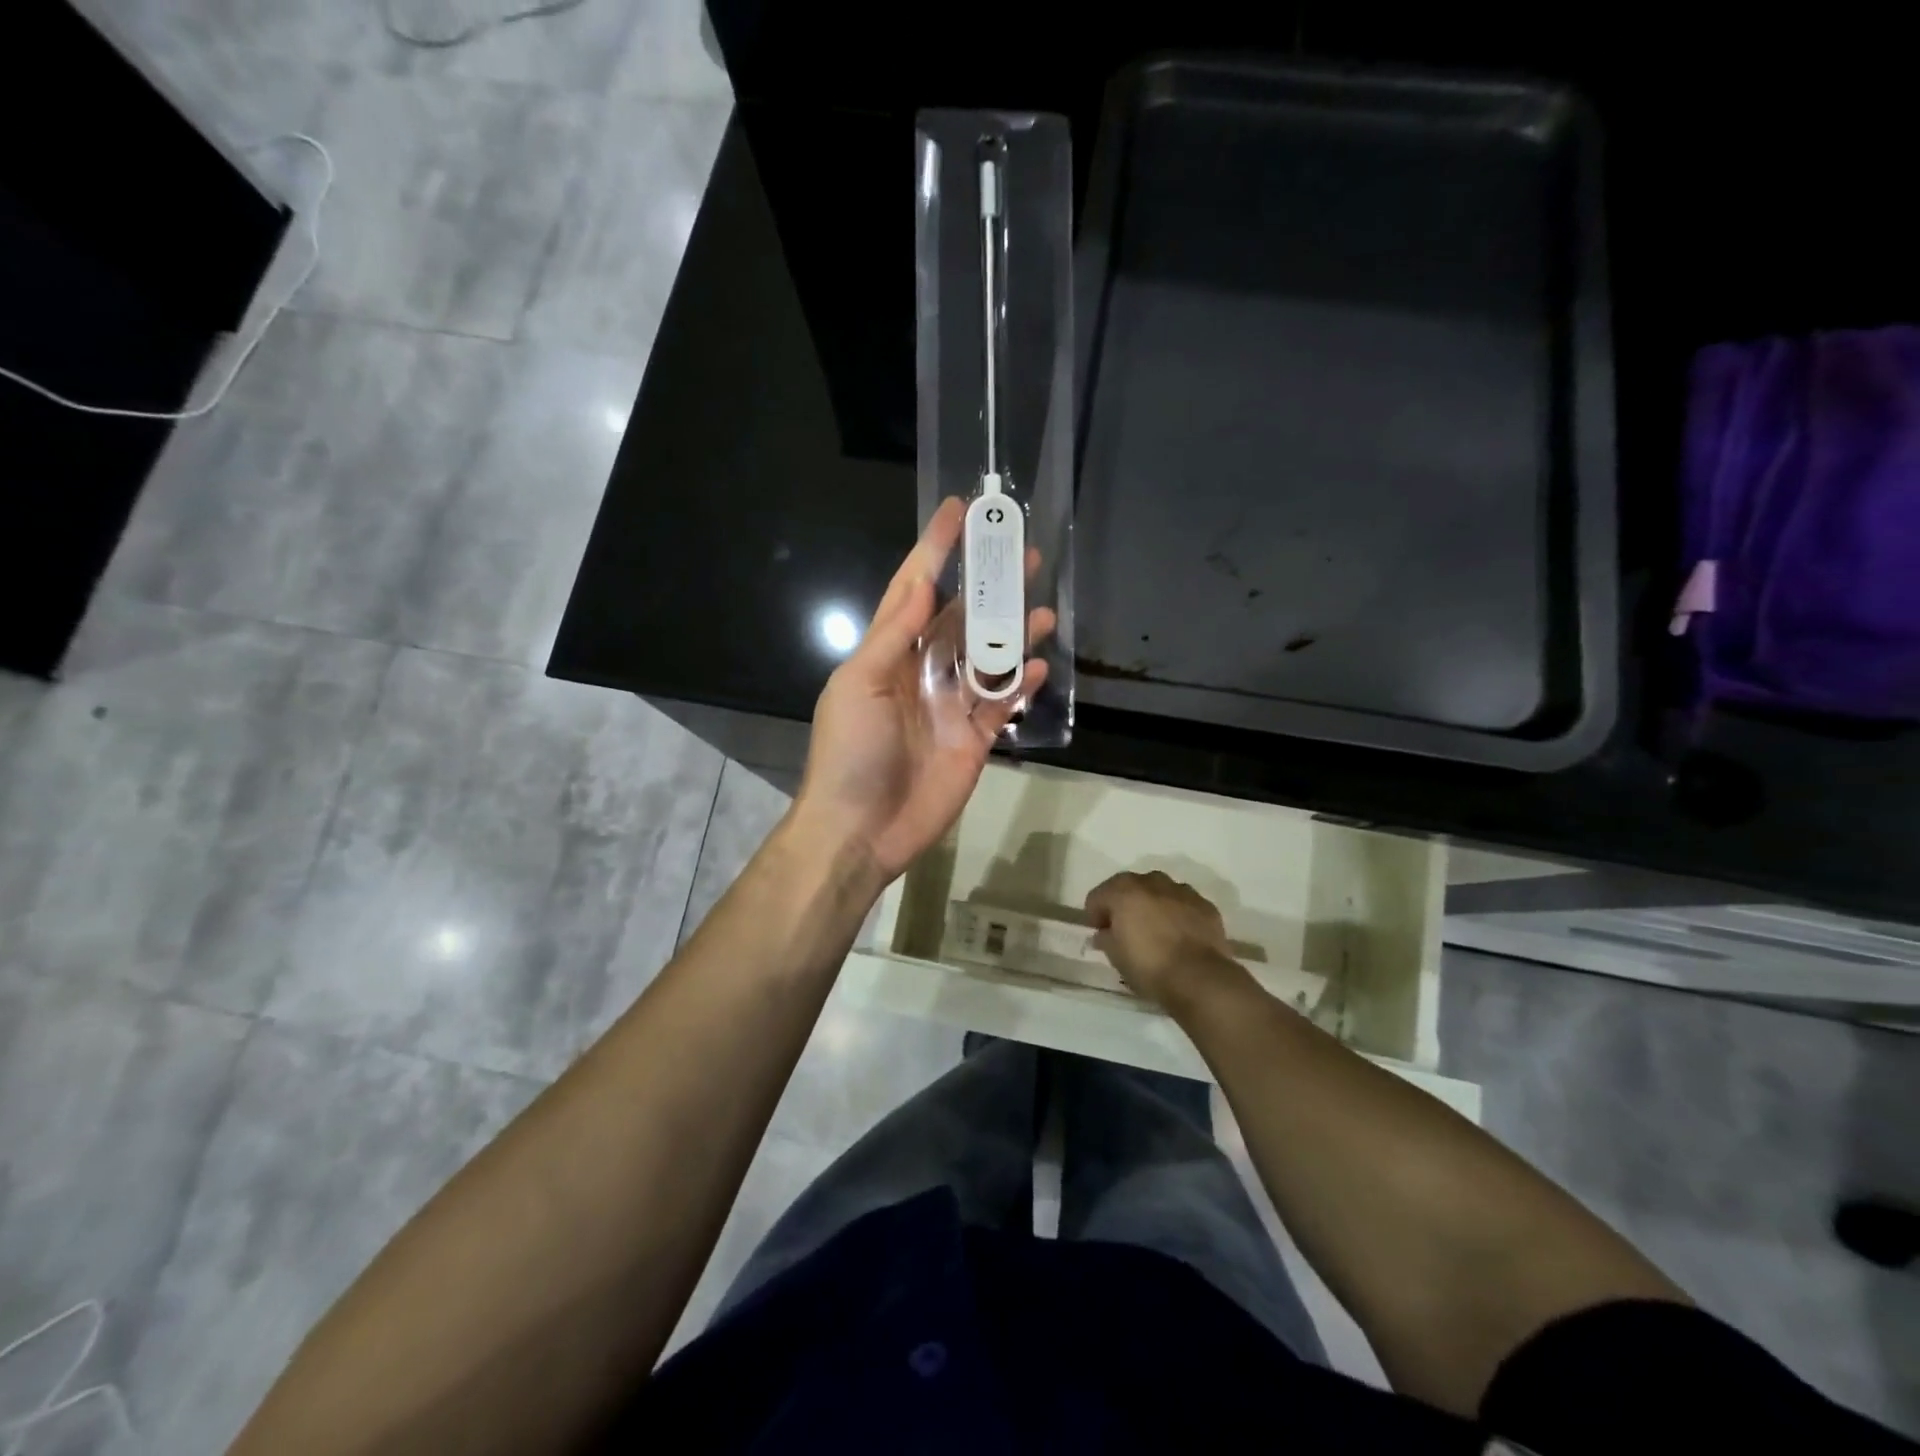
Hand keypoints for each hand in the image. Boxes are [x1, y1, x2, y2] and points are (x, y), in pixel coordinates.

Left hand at [792, 498, 1053, 885]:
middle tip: (1023, 554)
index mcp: (888, 653)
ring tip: (1042, 607)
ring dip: (1013, 631)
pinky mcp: (973, 740)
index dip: (936, 550)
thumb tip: (924, 583)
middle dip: (989, 586)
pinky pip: (1002, 704)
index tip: (959, 510)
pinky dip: (1021, 684)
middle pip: (961, 618)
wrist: (861, 830)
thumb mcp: (859, 684)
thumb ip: (895, 634)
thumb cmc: (851, 752)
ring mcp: (950, 706)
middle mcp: (921, 672)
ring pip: (988, 658)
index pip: (915, 589)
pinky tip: (1042, 664)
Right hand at [1084, 871, 1249, 1013]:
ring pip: (1159, 892)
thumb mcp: (1115, 956)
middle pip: (1130, 887)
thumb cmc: (1148, 965)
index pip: (1098, 896)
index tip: (1098, 933)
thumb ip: (1105, 938)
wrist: (1199, 977)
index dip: (1094, 915)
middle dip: (1124, 905)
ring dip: (1152, 905)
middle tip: (1124, 930)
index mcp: (1124, 891)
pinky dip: (1177, 914)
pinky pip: (1184, 904)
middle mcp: (1152, 882)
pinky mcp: (1205, 906)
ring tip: (1155, 931)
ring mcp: (1182, 891)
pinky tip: (1179, 936)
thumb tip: (1104, 934)